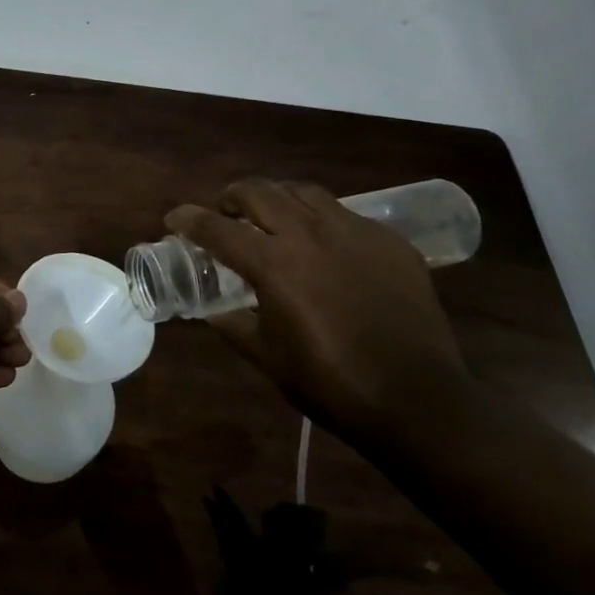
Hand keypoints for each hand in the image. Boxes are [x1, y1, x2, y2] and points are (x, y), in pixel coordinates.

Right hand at [166, 180, 465, 437]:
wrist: (420, 402)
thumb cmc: (333, 385)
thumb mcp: (269, 359)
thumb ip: (234, 326)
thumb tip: (212, 311)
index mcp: (274, 265)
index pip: (218, 228)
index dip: (189, 219)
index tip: (175, 218)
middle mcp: (311, 235)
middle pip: (260, 191)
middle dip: (233, 197)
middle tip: (226, 213)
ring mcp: (355, 233)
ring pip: (304, 192)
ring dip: (277, 198)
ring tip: (273, 217)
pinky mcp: (390, 243)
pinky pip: (346, 215)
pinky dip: (322, 220)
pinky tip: (326, 246)